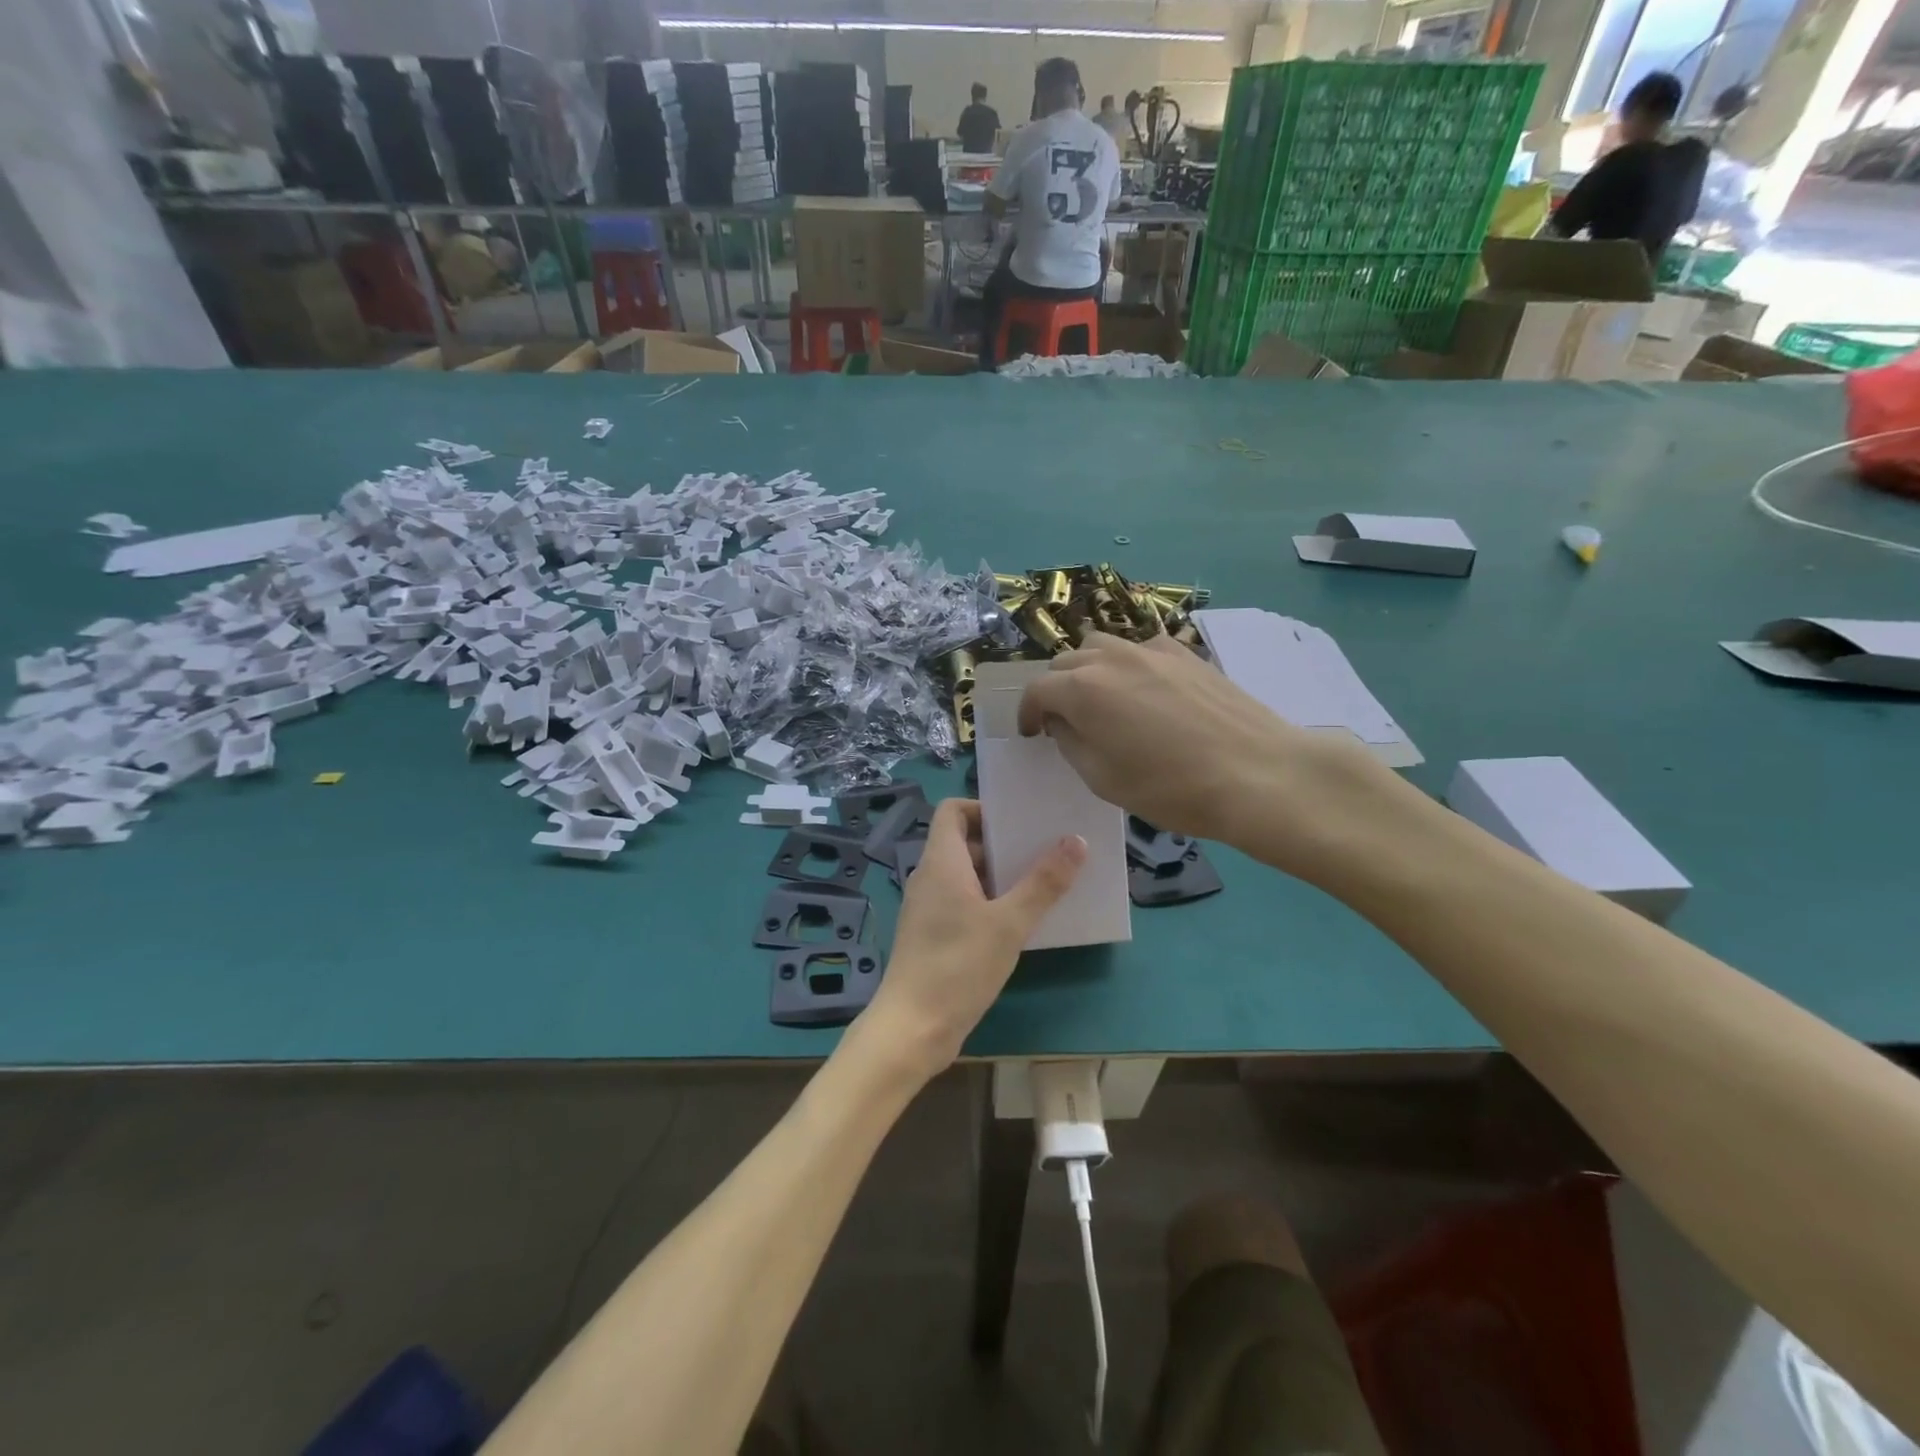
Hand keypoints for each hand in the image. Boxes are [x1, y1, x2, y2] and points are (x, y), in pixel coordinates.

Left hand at [863, 798, 1083, 1082]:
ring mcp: (928, 908)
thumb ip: (1043, 882)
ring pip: (965, 875)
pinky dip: (989, 901)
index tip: (1019, 822)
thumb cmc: (958, 966)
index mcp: (941, 862)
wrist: (912, 1029)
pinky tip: (1019, 922)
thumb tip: (1076, 841)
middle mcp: (929, 877)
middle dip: (1002, 844)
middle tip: (1044, 850)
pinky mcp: (932, 935)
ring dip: (1000, 875)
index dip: (983, 808)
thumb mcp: (1009, 923)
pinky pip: (962, 902)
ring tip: (1042, 883)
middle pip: (963, 842)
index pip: (953, 811)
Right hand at [1015, 634, 1387, 870]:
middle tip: (1067, 722)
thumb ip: (1071, 742)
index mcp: (1082, 689)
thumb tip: (1062, 721)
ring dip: (1089, 670)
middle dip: (1056, 690)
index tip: (1033, 734)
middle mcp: (1110, 657)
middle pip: (1065, 662)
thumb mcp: (1103, 779)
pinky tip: (1146, 691)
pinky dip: (1128, 664)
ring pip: (1101, 646)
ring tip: (1103, 700)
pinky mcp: (1185, 653)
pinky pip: (1140, 648)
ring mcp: (1151, 649)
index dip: (1027, 713)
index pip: (1036, 690)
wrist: (1257, 773)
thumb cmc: (1171, 787)